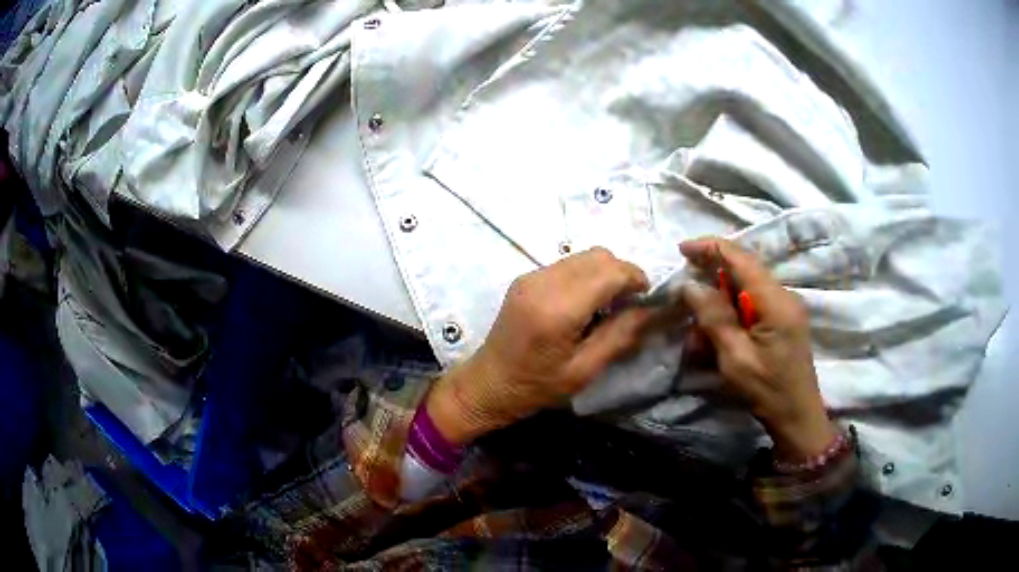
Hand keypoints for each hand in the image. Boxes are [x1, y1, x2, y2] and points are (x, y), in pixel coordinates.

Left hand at [427, 247, 650, 444]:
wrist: (488, 384)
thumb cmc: (537, 386)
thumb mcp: (585, 370)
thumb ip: (622, 335)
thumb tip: (655, 310)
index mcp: (559, 309)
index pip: (611, 272)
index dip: (636, 279)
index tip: (646, 300)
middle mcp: (544, 282)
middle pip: (599, 255)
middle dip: (622, 273)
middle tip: (628, 305)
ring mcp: (531, 276)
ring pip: (584, 256)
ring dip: (604, 273)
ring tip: (606, 306)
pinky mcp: (525, 278)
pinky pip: (567, 264)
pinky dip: (585, 276)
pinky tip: (583, 304)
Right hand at [679, 237, 835, 461]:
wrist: (797, 417)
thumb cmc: (767, 391)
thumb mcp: (735, 358)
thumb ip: (714, 318)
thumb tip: (691, 285)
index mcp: (775, 301)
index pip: (741, 258)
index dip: (710, 248)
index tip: (682, 249)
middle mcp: (784, 296)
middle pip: (743, 271)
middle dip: (712, 282)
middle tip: (686, 301)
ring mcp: (786, 307)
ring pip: (745, 291)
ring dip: (719, 307)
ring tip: (700, 339)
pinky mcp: (783, 320)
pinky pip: (752, 306)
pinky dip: (731, 318)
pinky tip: (718, 341)